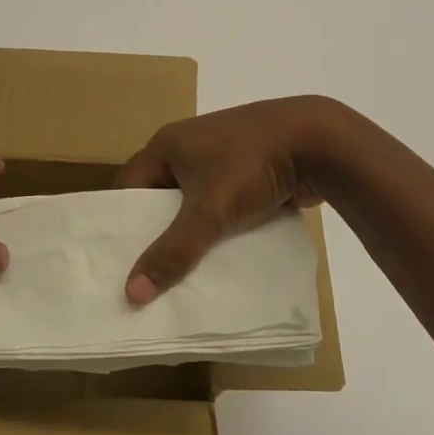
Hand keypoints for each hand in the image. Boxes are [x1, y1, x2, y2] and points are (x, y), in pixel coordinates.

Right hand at [116, 96, 344, 303]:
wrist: (318, 141)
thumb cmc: (249, 166)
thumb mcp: (208, 211)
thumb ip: (172, 252)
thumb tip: (131, 293)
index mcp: (168, 145)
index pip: (129, 187)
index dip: (120, 223)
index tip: (116, 262)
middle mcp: (189, 147)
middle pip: (161, 196)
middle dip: (157, 233)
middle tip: (147, 277)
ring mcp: (223, 156)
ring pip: (196, 202)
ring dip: (192, 232)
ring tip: (183, 275)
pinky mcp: (250, 169)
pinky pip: (224, 203)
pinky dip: (221, 227)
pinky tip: (222, 257)